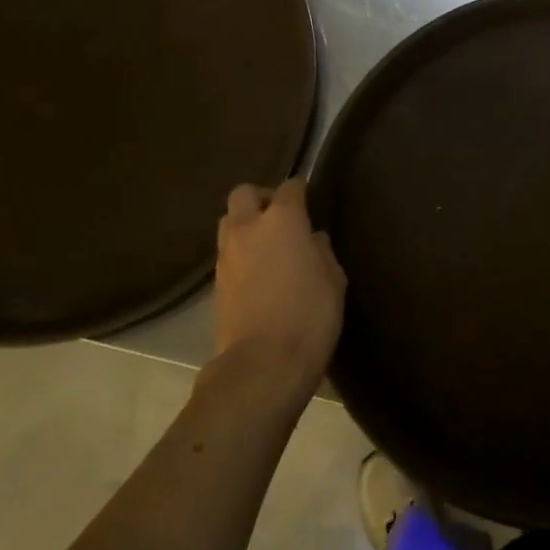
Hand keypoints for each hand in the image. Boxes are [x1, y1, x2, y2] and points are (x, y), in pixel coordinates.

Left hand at [211, 180, 345, 392]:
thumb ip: (322, 252)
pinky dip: (241, 252)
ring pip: (229, 222)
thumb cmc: (310, 314)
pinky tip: (259, 271)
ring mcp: (227, 255)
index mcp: (283, 220)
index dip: (300, 189)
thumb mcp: (333, 280)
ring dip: (246, 224)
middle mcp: (248, 228)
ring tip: (268, 244)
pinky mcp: (216, 282)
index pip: (289, 188)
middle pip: (244, 194)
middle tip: (281, 216)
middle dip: (262, 198)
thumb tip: (312, 240)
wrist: (264, 362)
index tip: (309, 196)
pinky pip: (228, 252)